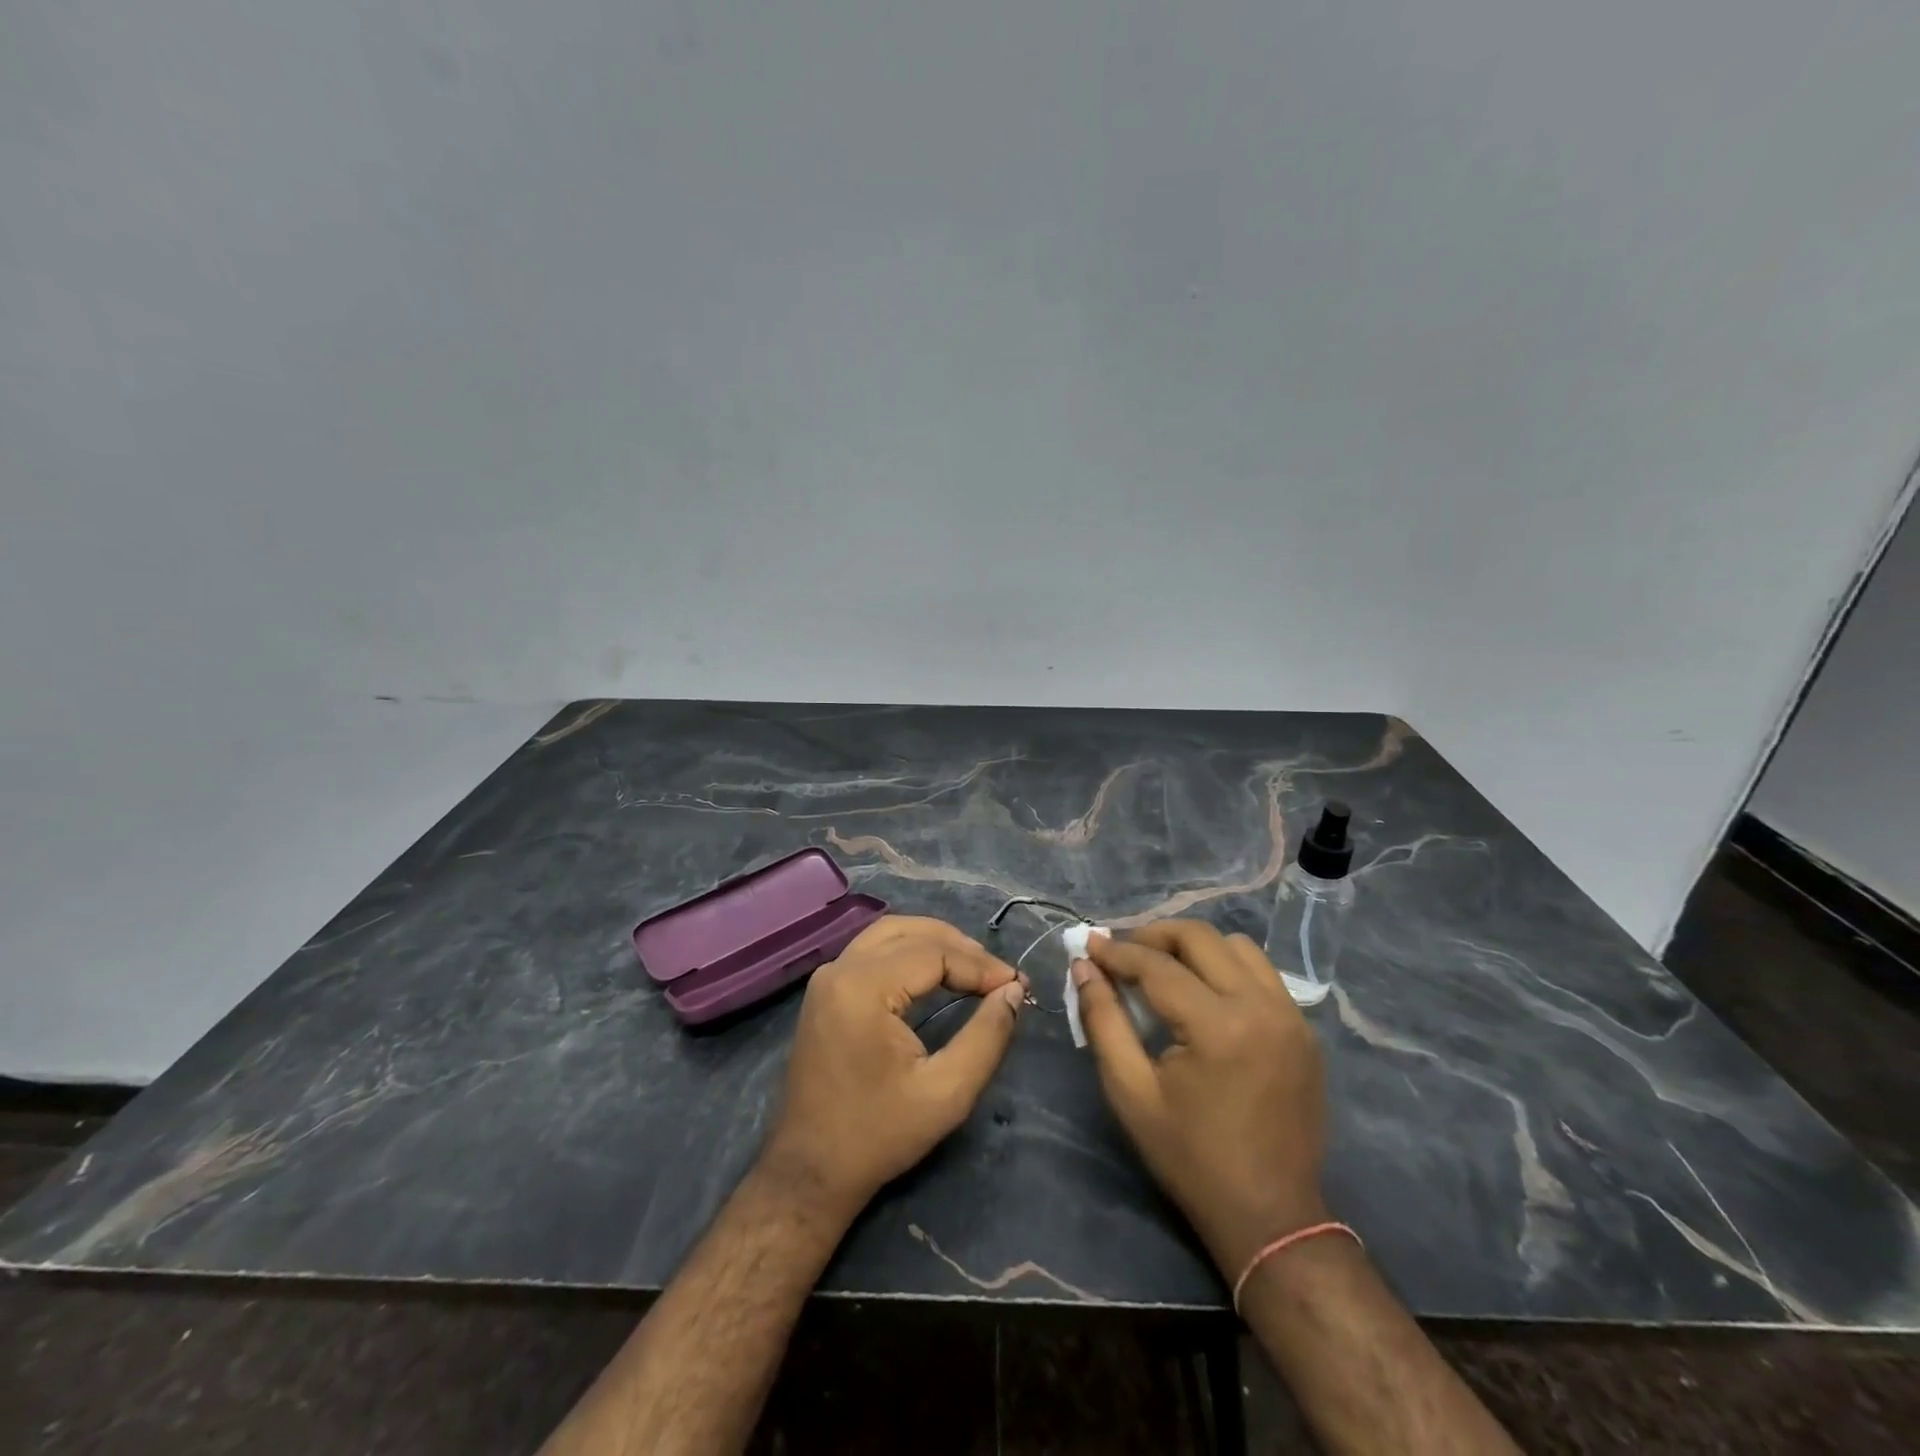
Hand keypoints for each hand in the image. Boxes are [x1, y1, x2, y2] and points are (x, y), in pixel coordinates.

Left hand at [760, 916, 1025, 1223]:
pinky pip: (873, 950)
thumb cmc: (879, 1135)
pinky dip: (909, 952)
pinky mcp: (825, 990)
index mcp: (863, 987)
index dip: (980, 965)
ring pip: (890, 933)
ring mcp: (827, 977)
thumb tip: (1014, 991)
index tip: (1017, 985)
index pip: (934, 952)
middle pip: (910, 932)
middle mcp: (840, 969)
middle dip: (960, 947)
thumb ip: (987, 1036)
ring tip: (974, 968)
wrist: (810, 1172)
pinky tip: (936, 973)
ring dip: (934, 942)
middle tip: (998, 975)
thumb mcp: (947, 1093)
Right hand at [1073, 920, 1328, 1277]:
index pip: (1158, 966)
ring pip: (1237, 946)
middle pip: (1201, 937)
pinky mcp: (1303, 1029)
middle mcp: (1261, 1007)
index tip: (1088, 944)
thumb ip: (1103, 1020)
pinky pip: (1261, 973)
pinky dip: (1226, 967)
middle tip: (1122, 951)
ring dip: (1194, 946)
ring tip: (1162, 966)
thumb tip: (1084, 967)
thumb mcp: (1131, 1091)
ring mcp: (1291, 1016)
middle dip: (1154, 935)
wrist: (1270, 1215)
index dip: (1118, 951)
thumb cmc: (1190, 1157)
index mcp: (1219, 1027)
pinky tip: (1203, 991)